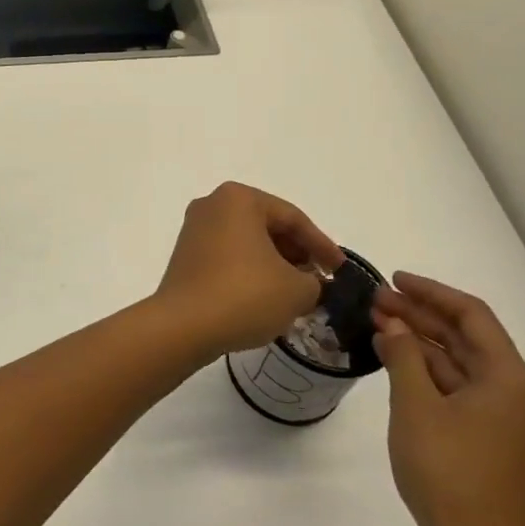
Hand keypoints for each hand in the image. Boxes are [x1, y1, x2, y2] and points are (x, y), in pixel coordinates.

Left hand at [152, 182, 344, 360]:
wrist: (183, 326)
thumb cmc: (245, 295)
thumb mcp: (297, 290)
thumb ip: (314, 282)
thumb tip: (309, 283)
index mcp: (239, 199)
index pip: (293, 218)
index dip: (322, 246)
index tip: (341, 270)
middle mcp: (212, 205)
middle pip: (267, 226)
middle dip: (296, 253)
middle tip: (318, 280)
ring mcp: (194, 229)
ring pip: (247, 242)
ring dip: (274, 264)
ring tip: (296, 292)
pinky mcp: (185, 255)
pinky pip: (228, 256)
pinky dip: (250, 271)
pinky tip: (265, 297)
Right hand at [373, 273, 524, 525]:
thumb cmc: (447, 471)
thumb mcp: (415, 405)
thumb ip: (404, 356)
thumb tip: (395, 325)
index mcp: (509, 378)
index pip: (472, 315)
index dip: (432, 292)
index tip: (394, 279)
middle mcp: (517, 393)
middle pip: (468, 339)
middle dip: (422, 317)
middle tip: (377, 301)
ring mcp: (507, 420)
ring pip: (462, 365)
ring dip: (423, 344)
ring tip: (381, 326)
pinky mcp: (494, 441)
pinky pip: (462, 390)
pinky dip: (431, 372)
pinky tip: (399, 364)